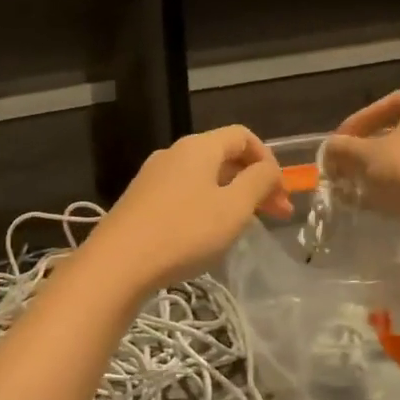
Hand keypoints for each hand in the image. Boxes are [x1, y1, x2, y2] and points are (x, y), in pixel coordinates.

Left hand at [88, 125, 289, 290]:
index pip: (242, 136)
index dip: (268, 160)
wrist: (118, 263)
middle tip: (276, 215)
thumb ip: (258, 182)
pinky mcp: (140, 201)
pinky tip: (208, 235)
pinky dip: (205, 206)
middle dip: (253, 182)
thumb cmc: (184, 232)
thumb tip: (268, 170)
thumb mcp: (233, 208)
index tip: (281, 194)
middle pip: (223, 156)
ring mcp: (152, 177)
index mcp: (198, 147)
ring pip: (203, 178)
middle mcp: (173, 153)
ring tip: (244, 226)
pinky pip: (183, 194)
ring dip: (230, 196)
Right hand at [321, 89, 399, 223]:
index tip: (339, 142)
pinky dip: (397, 192)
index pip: (388, 103)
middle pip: (399, 133)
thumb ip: (341, 149)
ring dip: (380, 173)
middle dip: (367, 151)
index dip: (360, 120)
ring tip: (355, 190)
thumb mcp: (363, 156)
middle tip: (344, 167)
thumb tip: (329, 149)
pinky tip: (377, 207)